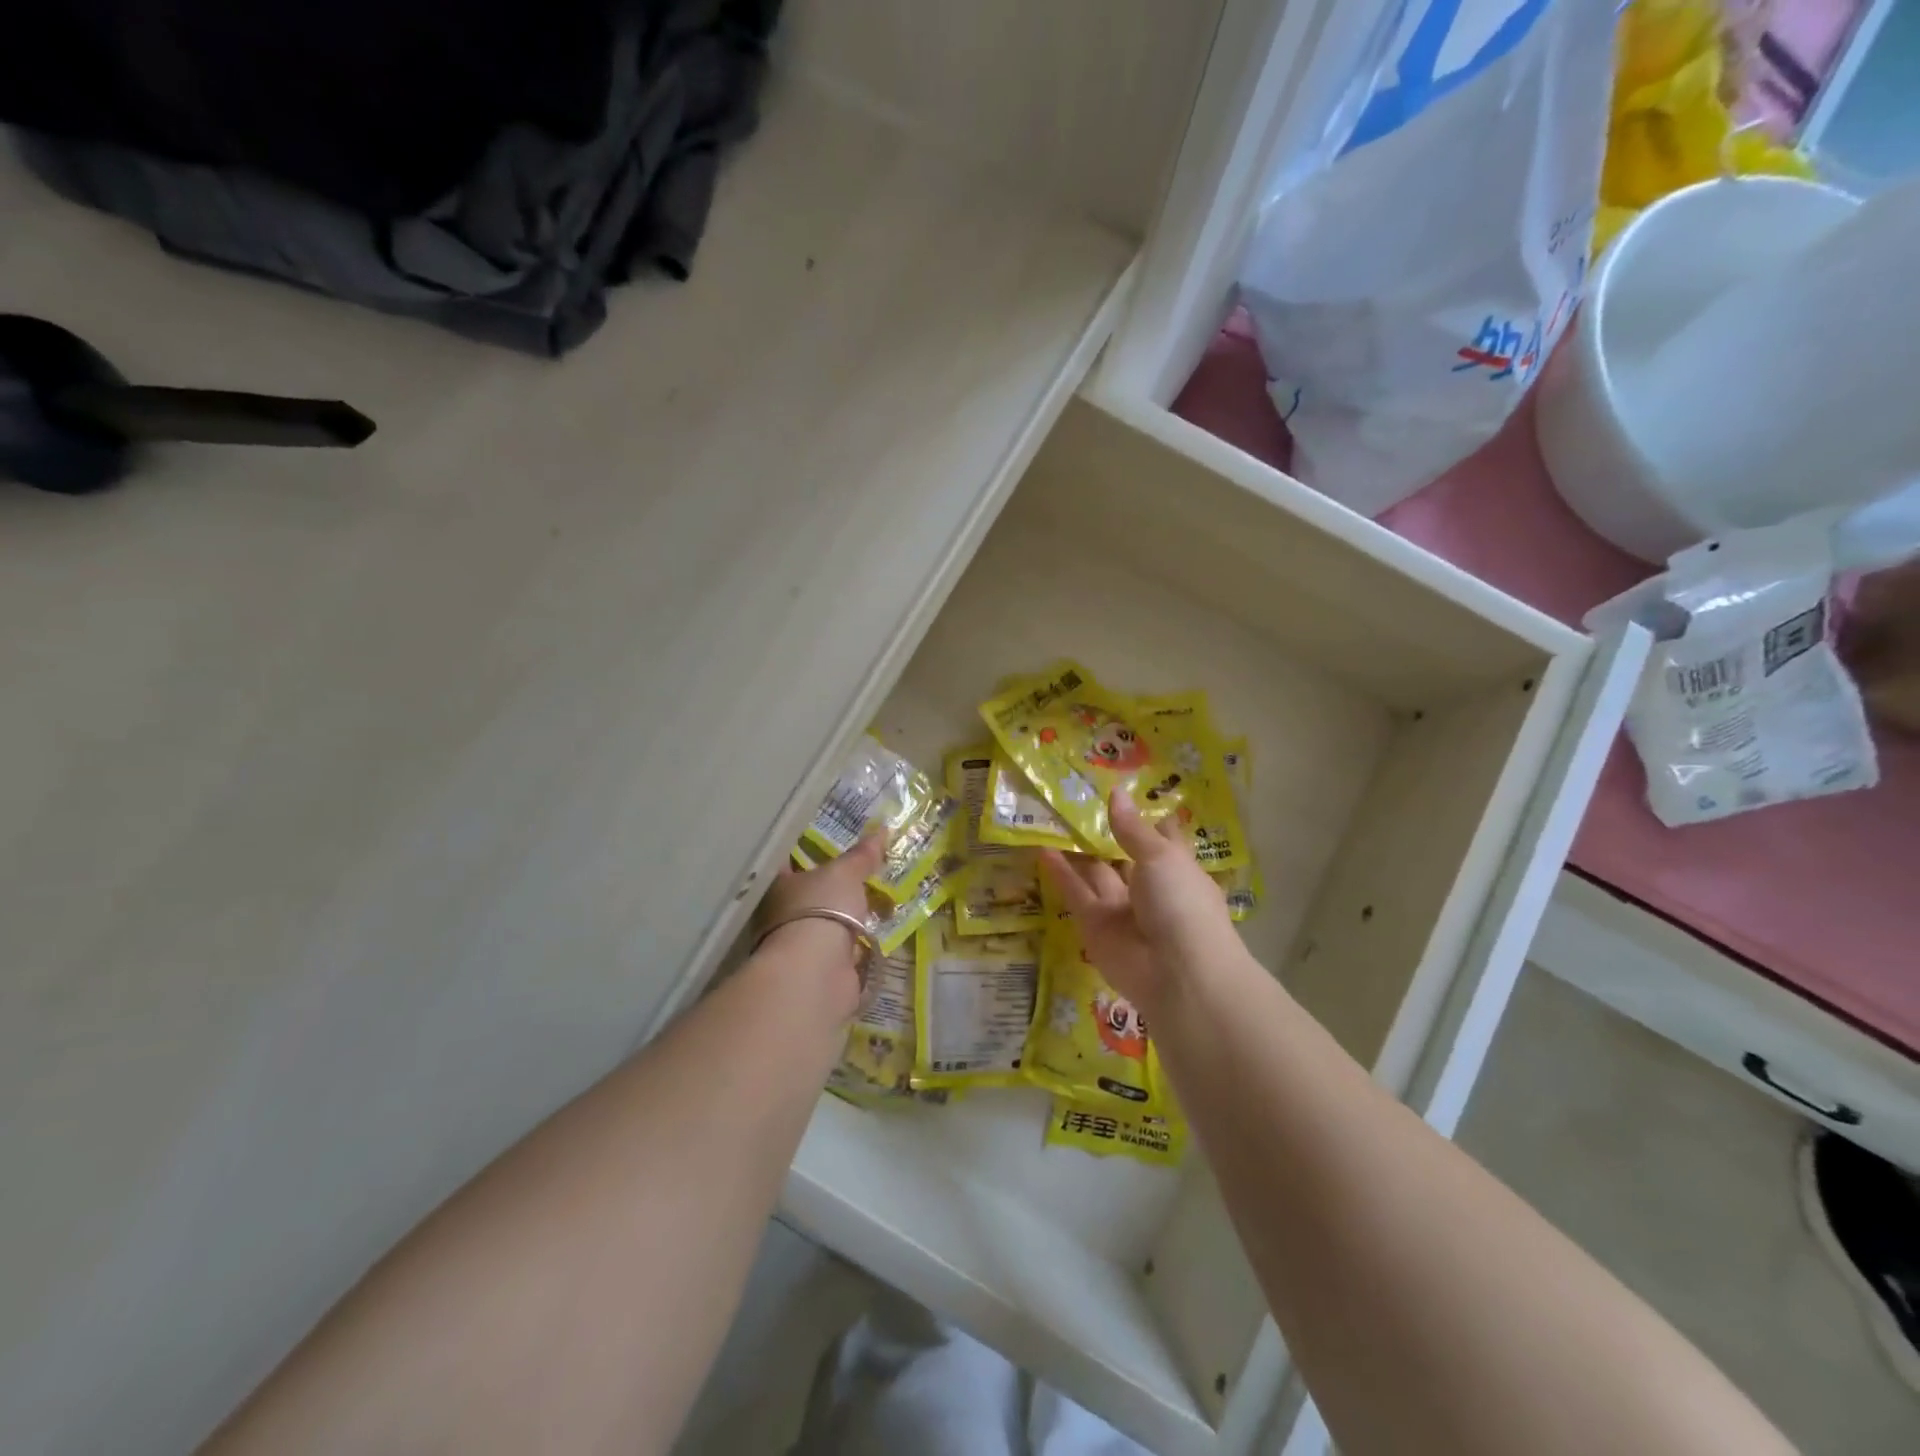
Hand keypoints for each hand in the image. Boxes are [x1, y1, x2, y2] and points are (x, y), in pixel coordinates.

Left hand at [752, 832, 885, 1020]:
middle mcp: (783, 914)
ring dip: (850, 918)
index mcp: (780, 885)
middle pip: (811, 894)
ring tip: (880, 902)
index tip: (831, 843)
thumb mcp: (845, 874)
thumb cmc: (821, 908)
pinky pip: (844, 950)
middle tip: (866, 872)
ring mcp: (802, 945)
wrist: (817, 971)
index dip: (809, 851)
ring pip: (828, 923)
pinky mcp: (822, 970)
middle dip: (836, 888)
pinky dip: (859, 945)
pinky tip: (878, 935)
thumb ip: (862, 856)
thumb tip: (882, 829)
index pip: (791, 861)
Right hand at [1038, 789, 1236, 1017]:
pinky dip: (1060, 874)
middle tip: (1073, 801)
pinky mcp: (1096, 927)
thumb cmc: (1182, 904)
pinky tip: (1042, 849)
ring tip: (1050, 819)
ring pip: (1096, 873)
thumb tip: (1116, 793)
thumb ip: (1132, 829)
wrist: (1178, 974)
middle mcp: (1150, 888)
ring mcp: (1123, 909)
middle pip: (1123, 855)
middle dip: (1103, 832)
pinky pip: (1077, 894)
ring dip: (1076, 851)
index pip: (1161, 838)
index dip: (1143, 818)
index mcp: (1177, 869)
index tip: (1120, 793)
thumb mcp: (1161, 857)